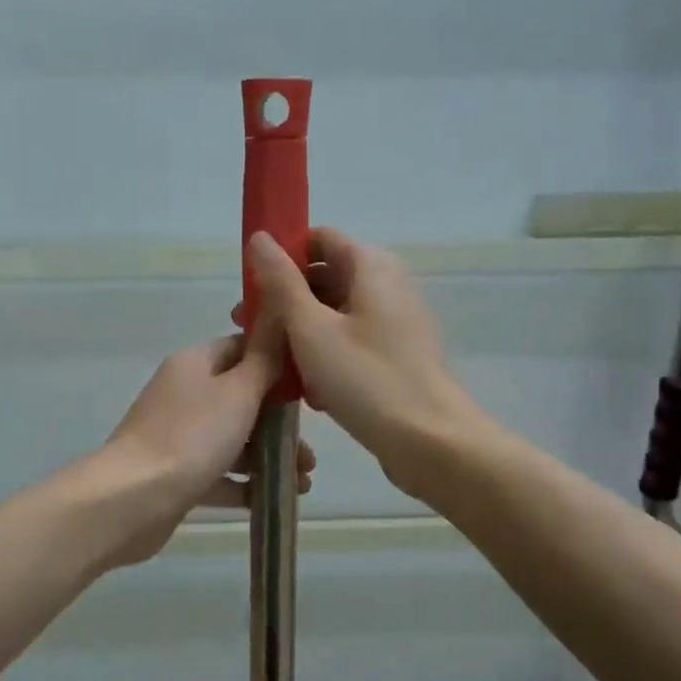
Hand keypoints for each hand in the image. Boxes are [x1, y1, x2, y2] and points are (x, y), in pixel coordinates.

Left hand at [97, 326, 315, 567]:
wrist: (133, 499)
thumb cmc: (192, 436)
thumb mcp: (239, 391)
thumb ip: (264, 360)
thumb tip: (278, 320)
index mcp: (195, 364)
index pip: (242, 349)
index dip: (277, 364)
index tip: (309, 389)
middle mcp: (184, 394)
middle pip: (242, 400)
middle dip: (280, 424)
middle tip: (309, 452)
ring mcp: (177, 436)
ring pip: (233, 440)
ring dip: (269, 457)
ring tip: (302, 483)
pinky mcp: (176, 474)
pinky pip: (219, 473)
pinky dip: (245, 484)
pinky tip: (274, 499)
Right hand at [244, 228, 486, 501]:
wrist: (431, 442)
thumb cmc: (366, 379)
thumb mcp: (311, 328)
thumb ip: (281, 282)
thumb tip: (259, 238)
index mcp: (371, 266)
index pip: (318, 239)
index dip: (281, 257)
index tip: (252, 289)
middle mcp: (387, 284)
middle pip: (325, 277)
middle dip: (285, 302)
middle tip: (250, 332)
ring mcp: (395, 322)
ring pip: (335, 315)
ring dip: (301, 335)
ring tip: (273, 366)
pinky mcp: (396, 355)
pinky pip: (352, 343)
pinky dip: (327, 357)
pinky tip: (308, 391)